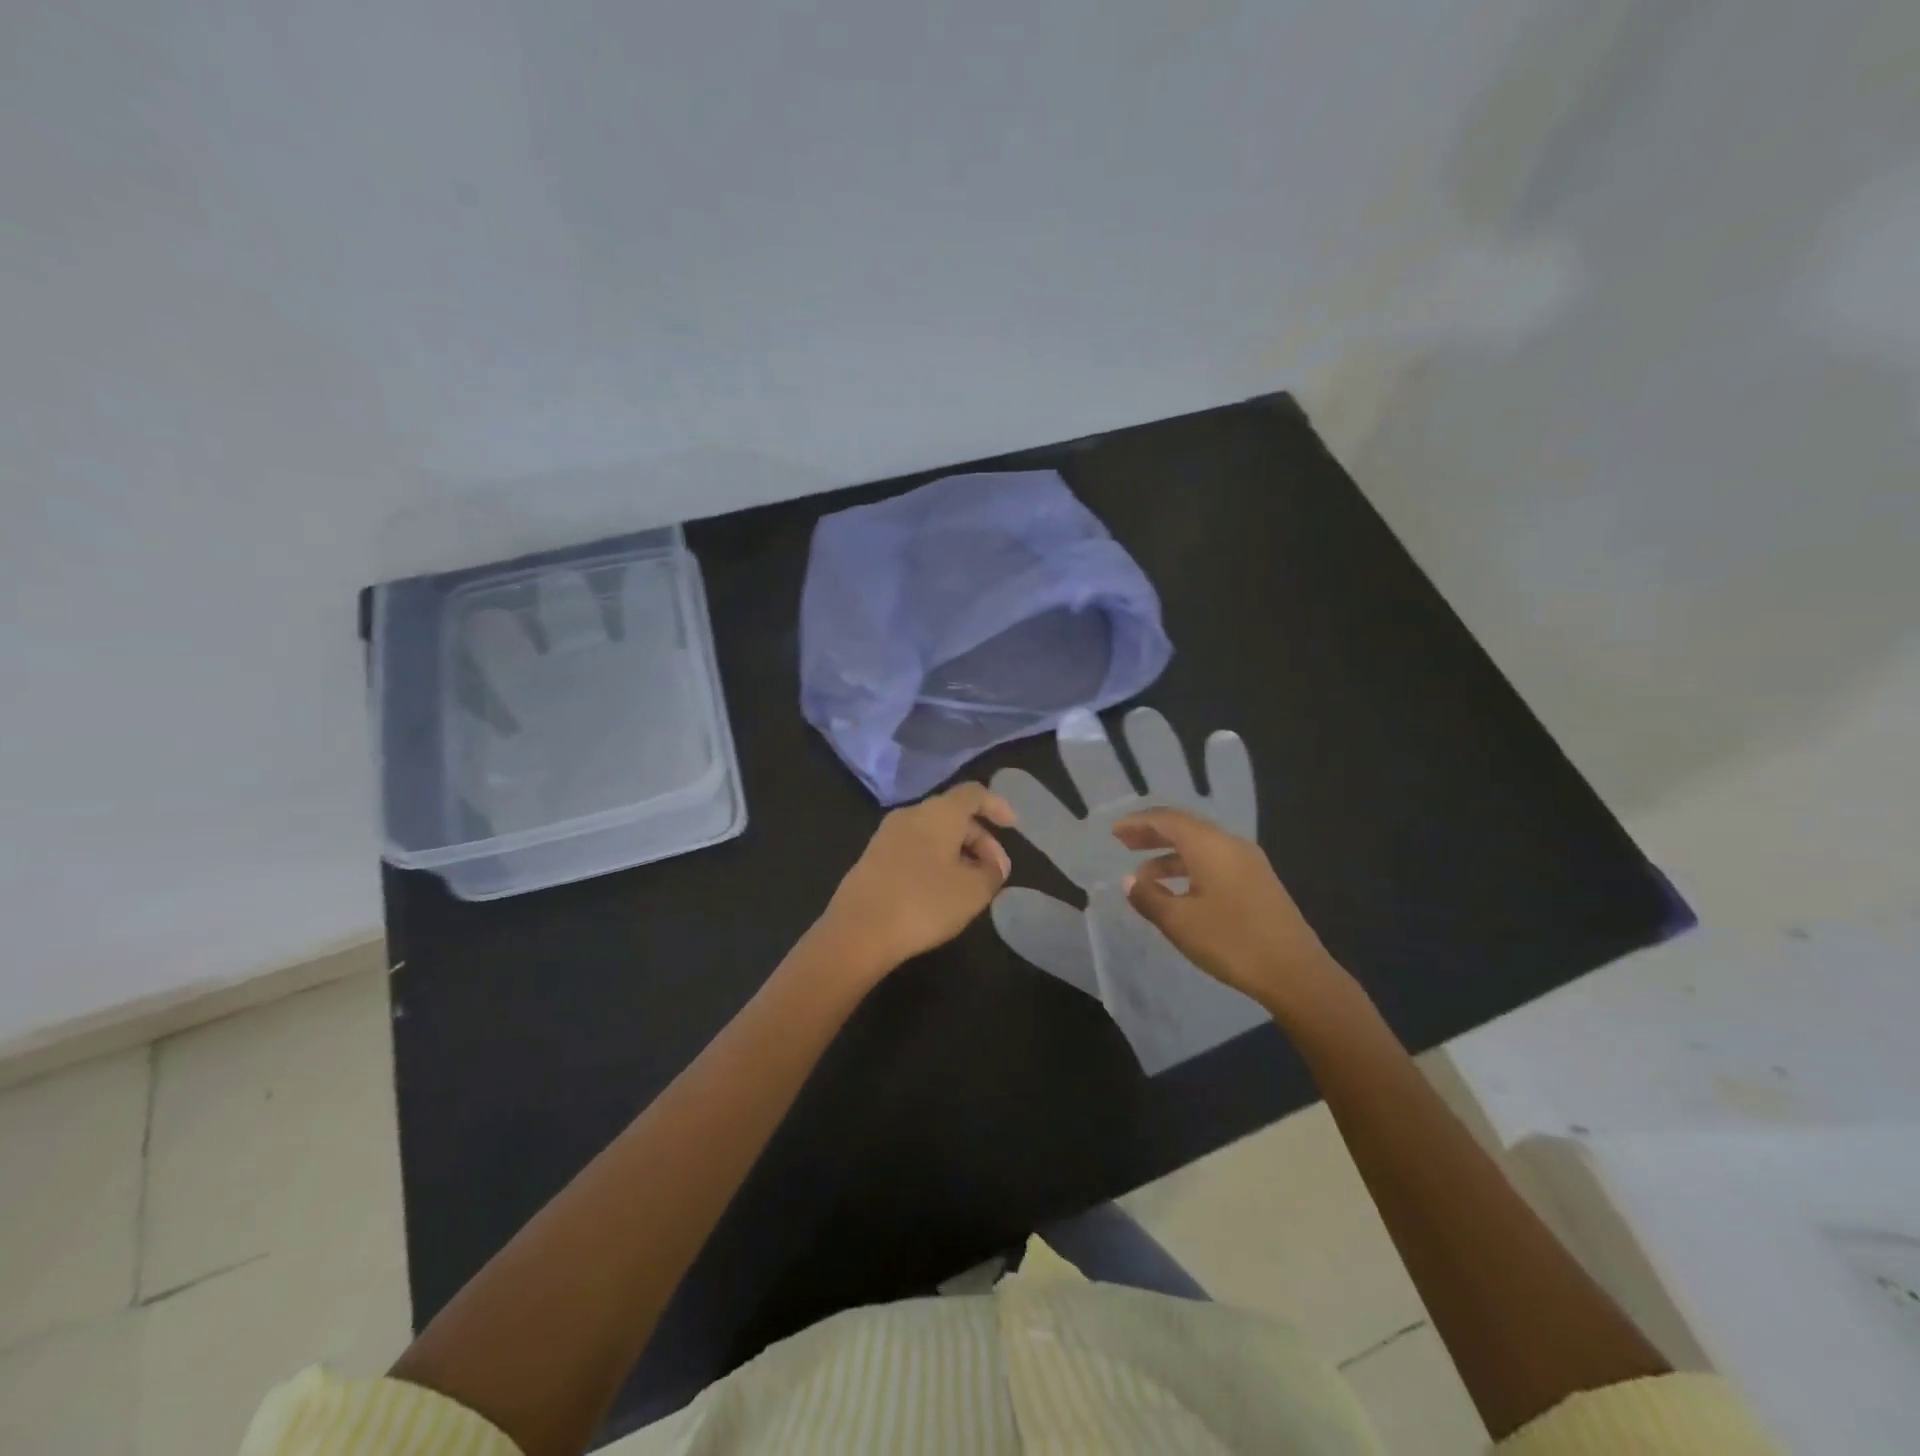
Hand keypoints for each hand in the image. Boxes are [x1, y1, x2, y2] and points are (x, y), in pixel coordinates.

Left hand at [816, 783, 1016, 978]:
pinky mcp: (872, 857)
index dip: (997, 805)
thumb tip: (993, 865)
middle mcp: (911, 814)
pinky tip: (940, 892)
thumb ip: (992, 872)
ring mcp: (887, 835)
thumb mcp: (973, 892)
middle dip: (980, 839)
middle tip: (995, 871)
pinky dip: (934, 860)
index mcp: (938, 813)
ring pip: (932, 832)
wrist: (858, 931)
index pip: (973, 793)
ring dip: (957, 852)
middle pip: (953, 814)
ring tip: (970, 885)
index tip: (1013, 827)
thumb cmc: (924, 903)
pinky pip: (913, 848)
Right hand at [1115, 808, 1347, 1016]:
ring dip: (1170, 854)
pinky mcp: (1258, 881)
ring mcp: (1248, 862)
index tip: (1114, 833)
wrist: (1295, 972)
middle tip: (1125, 844)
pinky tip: (1178, 890)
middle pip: (1185, 827)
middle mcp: (1230, 844)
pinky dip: (1189, 867)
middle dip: (1153, 834)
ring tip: (1145, 875)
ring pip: (1201, 846)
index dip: (1138, 823)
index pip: (1167, 820)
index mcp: (1209, 845)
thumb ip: (1149, 897)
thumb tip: (1130, 880)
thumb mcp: (1180, 922)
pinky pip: (1215, 860)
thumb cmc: (1231, 941)